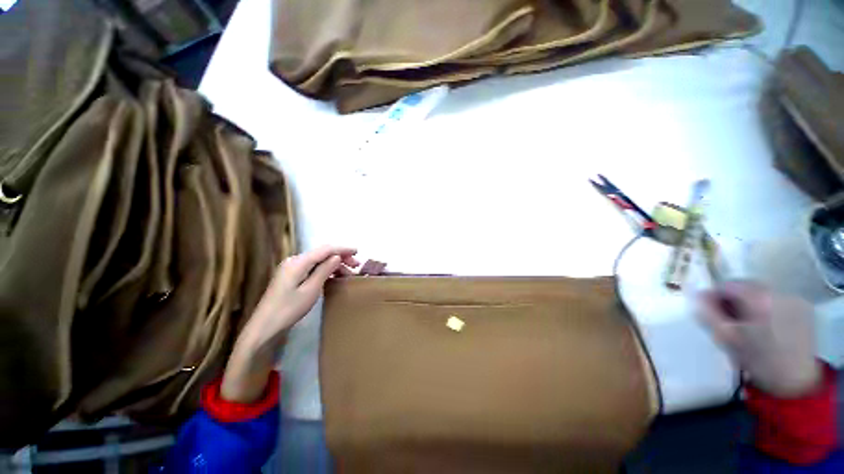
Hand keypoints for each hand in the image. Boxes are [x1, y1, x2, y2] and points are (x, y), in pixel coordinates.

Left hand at [221, 246, 357, 402]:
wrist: (264, 327)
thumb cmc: (289, 309)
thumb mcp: (311, 290)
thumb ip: (324, 270)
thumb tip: (337, 256)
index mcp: (298, 262)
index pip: (325, 249)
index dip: (343, 249)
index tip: (358, 251)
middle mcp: (294, 260)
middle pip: (322, 253)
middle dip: (340, 257)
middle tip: (356, 265)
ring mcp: (291, 268)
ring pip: (318, 261)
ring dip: (334, 264)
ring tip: (348, 273)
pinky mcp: (291, 276)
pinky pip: (312, 267)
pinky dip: (325, 270)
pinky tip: (334, 276)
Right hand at [698, 281, 819, 397]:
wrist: (795, 381)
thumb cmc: (757, 360)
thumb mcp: (726, 338)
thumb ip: (708, 313)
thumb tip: (698, 295)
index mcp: (758, 297)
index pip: (727, 284)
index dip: (714, 296)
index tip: (710, 311)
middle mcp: (778, 292)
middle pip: (746, 286)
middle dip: (733, 300)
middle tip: (728, 319)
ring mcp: (794, 299)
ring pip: (761, 293)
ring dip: (749, 304)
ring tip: (747, 324)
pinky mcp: (804, 308)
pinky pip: (777, 300)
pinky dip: (766, 308)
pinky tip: (766, 326)